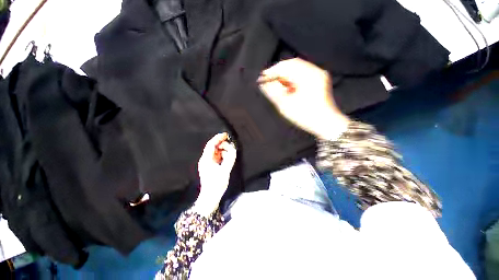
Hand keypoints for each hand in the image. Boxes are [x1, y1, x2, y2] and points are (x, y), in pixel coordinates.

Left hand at [194, 133, 236, 215]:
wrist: (210, 197)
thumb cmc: (216, 185)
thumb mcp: (225, 171)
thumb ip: (230, 158)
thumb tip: (233, 149)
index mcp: (206, 159)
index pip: (211, 144)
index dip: (218, 138)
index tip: (226, 135)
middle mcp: (205, 159)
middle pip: (212, 147)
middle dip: (221, 143)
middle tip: (229, 143)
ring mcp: (207, 163)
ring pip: (215, 151)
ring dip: (222, 149)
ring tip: (229, 151)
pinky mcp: (209, 166)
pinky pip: (216, 156)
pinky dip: (221, 155)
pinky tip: (226, 157)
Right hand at [258, 58, 349, 139]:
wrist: (326, 124)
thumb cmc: (305, 116)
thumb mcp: (285, 105)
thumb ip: (273, 92)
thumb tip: (263, 83)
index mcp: (308, 76)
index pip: (286, 66)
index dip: (272, 71)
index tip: (262, 78)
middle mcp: (315, 71)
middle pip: (292, 65)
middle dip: (278, 73)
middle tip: (268, 82)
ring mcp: (318, 75)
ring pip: (297, 70)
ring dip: (285, 77)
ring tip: (277, 87)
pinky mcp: (319, 81)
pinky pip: (302, 75)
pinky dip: (292, 80)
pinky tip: (287, 89)